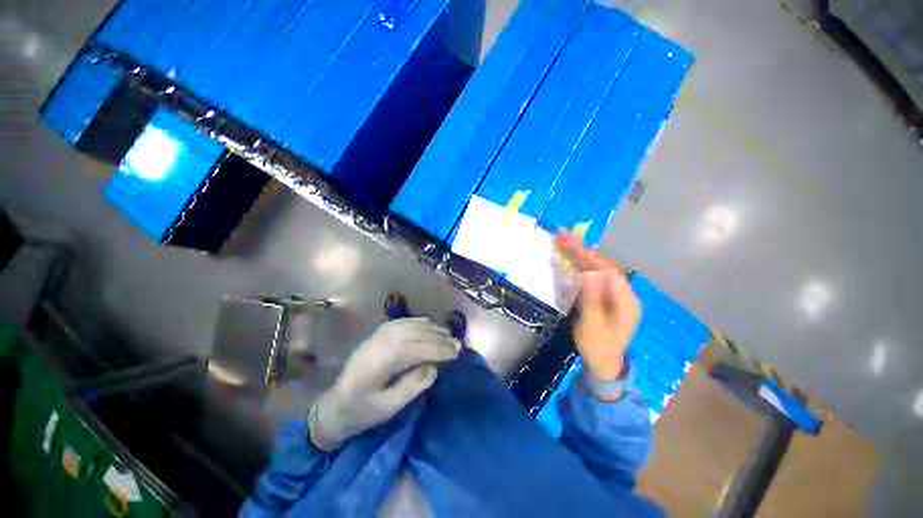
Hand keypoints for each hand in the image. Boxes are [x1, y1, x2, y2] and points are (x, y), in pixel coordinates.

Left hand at [309, 318, 459, 450]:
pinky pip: (403, 322)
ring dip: (431, 328)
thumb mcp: (387, 408)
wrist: (335, 404)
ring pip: (411, 325)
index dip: (438, 349)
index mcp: (381, 361)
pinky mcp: (378, 333)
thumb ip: (411, 387)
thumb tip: (433, 368)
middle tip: (457, 344)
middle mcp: (381, 342)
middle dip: (439, 338)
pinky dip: (419, 322)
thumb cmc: (362, 411)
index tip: (456, 353)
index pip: (416, 348)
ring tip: (448, 335)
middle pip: (415, 333)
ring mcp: (379, 334)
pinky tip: (429, 325)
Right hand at [555, 232, 640, 385]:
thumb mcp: (592, 326)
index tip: (567, 241)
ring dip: (582, 255)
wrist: (606, 365)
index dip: (586, 254)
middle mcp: (624, 293)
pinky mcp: (609, 297)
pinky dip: (584, 266)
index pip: (605, 269)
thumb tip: (590, 273)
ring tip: (565, 242)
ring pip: (600, 269)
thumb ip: (591, 299)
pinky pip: (596, 276)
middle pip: (603, 266)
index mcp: (625, 300)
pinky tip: (573, 259)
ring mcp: (617, 295)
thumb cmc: (598, 347)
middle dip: (582, 250)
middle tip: (562, 236)